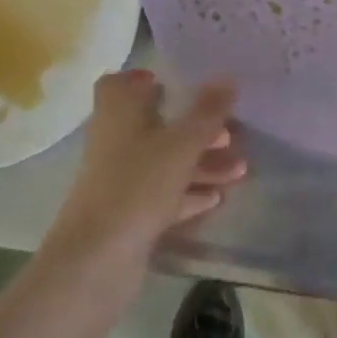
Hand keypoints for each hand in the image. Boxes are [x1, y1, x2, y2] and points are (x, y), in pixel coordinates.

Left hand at [43, 71, 245, 276]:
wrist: (96, 260)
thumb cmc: (137, 186)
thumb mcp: (180, 144)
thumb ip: (206, 113)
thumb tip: (227, 77)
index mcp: (118, 114)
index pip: (118, 84)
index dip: (141, 79)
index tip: (170, 81)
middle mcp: (115, 142)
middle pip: (153, 125)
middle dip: (192, 127)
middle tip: (230, 131)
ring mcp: (120, 180)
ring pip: (163, 162)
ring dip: (199, 162)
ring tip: (240, 169)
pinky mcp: (128, 214)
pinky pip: (162, 195)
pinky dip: (188, 193)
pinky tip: (217, 198)